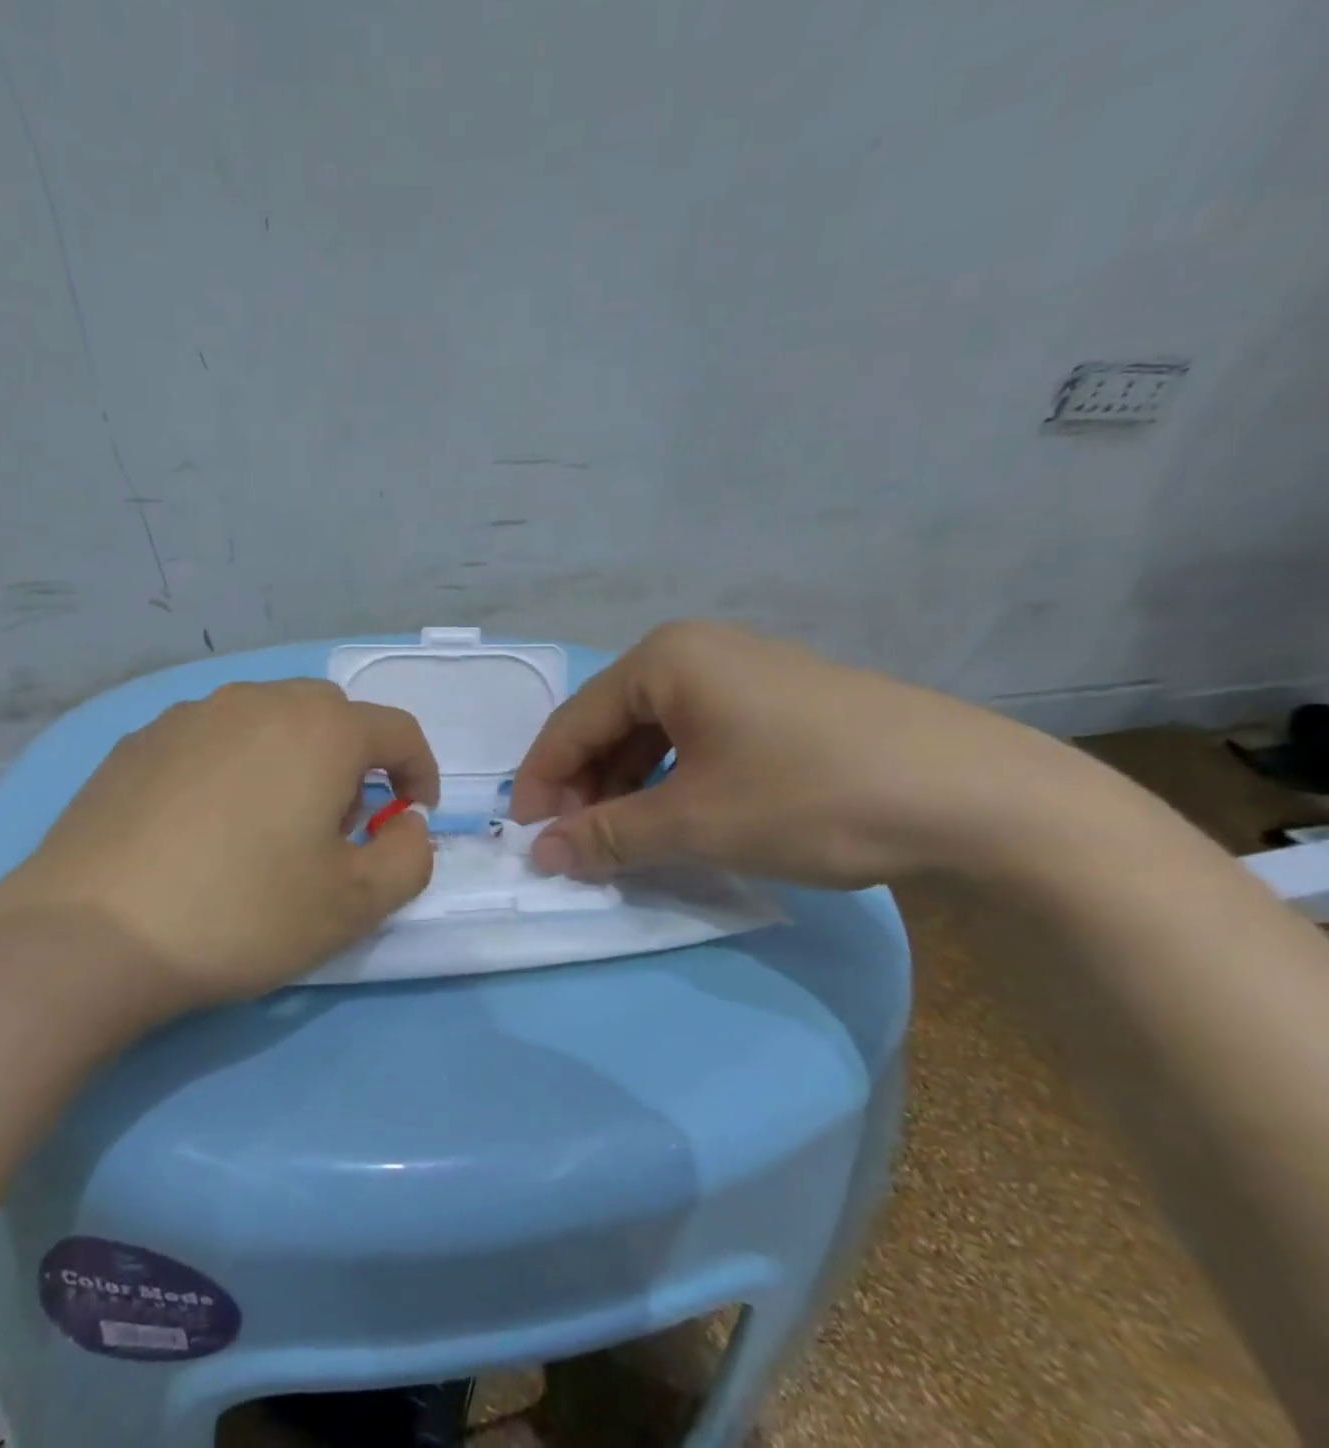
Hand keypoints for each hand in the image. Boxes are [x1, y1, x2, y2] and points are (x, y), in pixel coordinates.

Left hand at [0, 679, 438, 1006]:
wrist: (91, 932)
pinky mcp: (138, 741)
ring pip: (267, 721)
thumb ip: (408, 857)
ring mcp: (189, 715)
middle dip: (353, 763)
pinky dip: (232, 767)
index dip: (420, 773)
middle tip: (338, 826)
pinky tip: (204, 825)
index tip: (412, 818)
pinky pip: (211, 739)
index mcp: (320, 729)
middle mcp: (257, 701)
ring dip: (291, 760)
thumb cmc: (242, 913)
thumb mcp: (354, 904)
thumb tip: (407, 825)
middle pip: (331, 716)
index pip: (397, 731)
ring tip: (268, 826)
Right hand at [511, 621, 1087, 887]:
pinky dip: (672, 780)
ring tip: (625, 840)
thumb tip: (541, 856)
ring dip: (627, 788)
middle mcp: (696, 651)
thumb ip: (607, 837)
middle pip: (610, 724)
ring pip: (654, 733)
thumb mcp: (695, 823)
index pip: (573, 722)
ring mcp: (742, 672)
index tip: (526, 838)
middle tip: (578, 847)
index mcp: (664, 659)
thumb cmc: (812, 797)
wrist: (981, 799)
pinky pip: (697, 738)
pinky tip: (677, 817)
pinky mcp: (778, 700)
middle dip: (586, 787)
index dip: (542, 783)